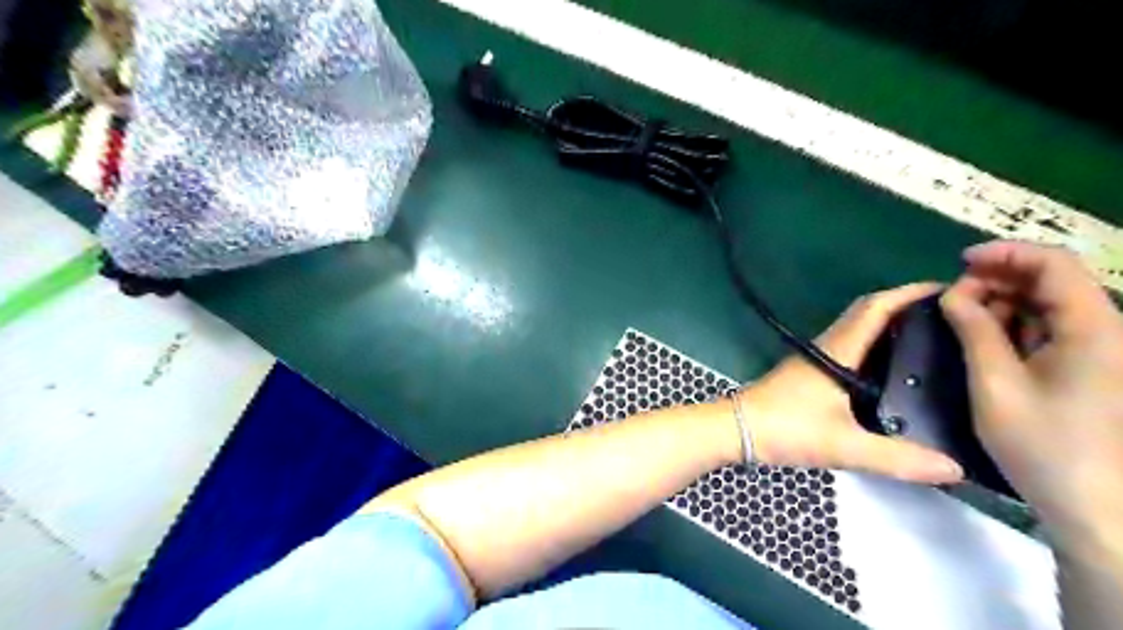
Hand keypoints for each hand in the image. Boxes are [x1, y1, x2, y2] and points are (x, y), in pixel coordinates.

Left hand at [739, 284, 964, 483]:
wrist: (735, 429)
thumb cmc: (785, 428)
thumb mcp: (843, 445)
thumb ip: (896, 458)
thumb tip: (955, 468)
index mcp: (838, 350)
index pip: (876, 308)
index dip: (911, 293)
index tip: (952, 289)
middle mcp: (828, 345)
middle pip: (868, 312)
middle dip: (907, 305)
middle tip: (952, 316)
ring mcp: (816, 357)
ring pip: (857, 329)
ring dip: (890, 325)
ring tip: (934, 339)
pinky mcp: (809, 372)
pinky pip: (849, 347)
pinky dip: (874, 345)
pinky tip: (893, 369)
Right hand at [942, 241, 1122, 560]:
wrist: (1094, 504)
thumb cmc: (1043, 444)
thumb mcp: (995, 383)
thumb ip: (974, 330)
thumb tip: (952, 294)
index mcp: (1093, 327)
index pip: (1054, 264)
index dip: (1005, 253)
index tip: (959, 263)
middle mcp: (1105, 329)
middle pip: (1052, 280)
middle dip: (998, 279)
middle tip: (952, 299)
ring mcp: (1100, 348)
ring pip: (1049, 303)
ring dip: (1003, 302)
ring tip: (963, 319)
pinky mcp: (1090, 365)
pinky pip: (1050, 327)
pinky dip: (1015, 324)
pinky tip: (986, 339)